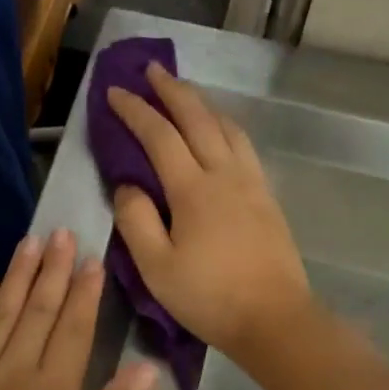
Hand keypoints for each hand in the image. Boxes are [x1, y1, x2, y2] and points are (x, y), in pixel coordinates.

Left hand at [0, 229, 156, 389]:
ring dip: (18, 275)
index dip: (85, 292)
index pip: (74, 328)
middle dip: (53, 269)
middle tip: (62, 232)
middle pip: (38, 310)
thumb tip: (144, 369)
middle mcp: (13, 370)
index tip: (92, 259)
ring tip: (30, 242)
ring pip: (1, 312)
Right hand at [105, 63, 312, 360]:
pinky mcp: (267, 198)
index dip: (135, 111)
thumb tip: (127, 185)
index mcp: (193, 189)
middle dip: (172, 90)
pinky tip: (222, 132)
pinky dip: (226, 126)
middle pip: (198, 118)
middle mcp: (225, 174)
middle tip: (152, 70)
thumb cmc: (209, 298)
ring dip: (203, 104)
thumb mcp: (156, 267)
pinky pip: (244, 146)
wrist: (274, 319)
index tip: (114, 92)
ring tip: (185, 94)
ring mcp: (251, 183)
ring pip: (227, 127)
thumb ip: (135, 221)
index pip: (159, 136)